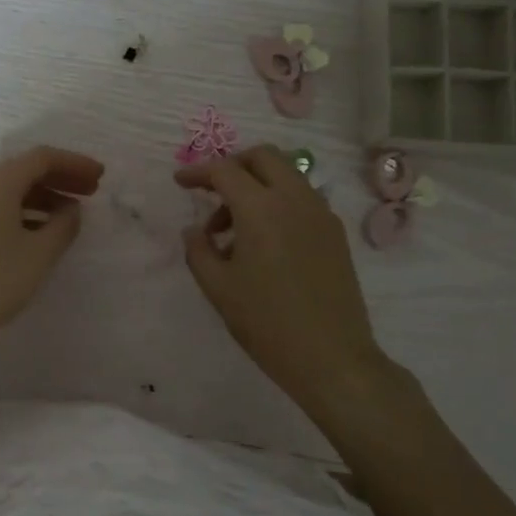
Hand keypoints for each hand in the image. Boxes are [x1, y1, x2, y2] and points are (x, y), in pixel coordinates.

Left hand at [0, 146, 104, 361]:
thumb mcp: (39, 255)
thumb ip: (63, 225)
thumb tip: (71, 209)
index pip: (41, 158)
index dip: (74, 163)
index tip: (99, 177)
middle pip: (22, 170)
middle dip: (59, 178)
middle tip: (90, 192)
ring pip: (6, 189)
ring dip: (40, 196)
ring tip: (68, 216)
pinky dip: (19, 210)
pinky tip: (36, 232)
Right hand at [175, 145, 382, 409]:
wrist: (332, 358)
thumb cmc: (266, 322)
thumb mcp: (218, 288)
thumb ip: (198, 250)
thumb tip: (194, 230)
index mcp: (261, 208)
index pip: (225, 170)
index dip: (198, 172)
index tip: (179, 182)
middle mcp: (295, 199)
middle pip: (263, 157)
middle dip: (233, 166)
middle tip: (212, 194)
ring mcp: (321, 214)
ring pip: (286, 175)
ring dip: (256, 186)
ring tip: (233, 231)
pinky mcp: (335, 233)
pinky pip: (302, 199)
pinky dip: (277, 203)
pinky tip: (263, 243)